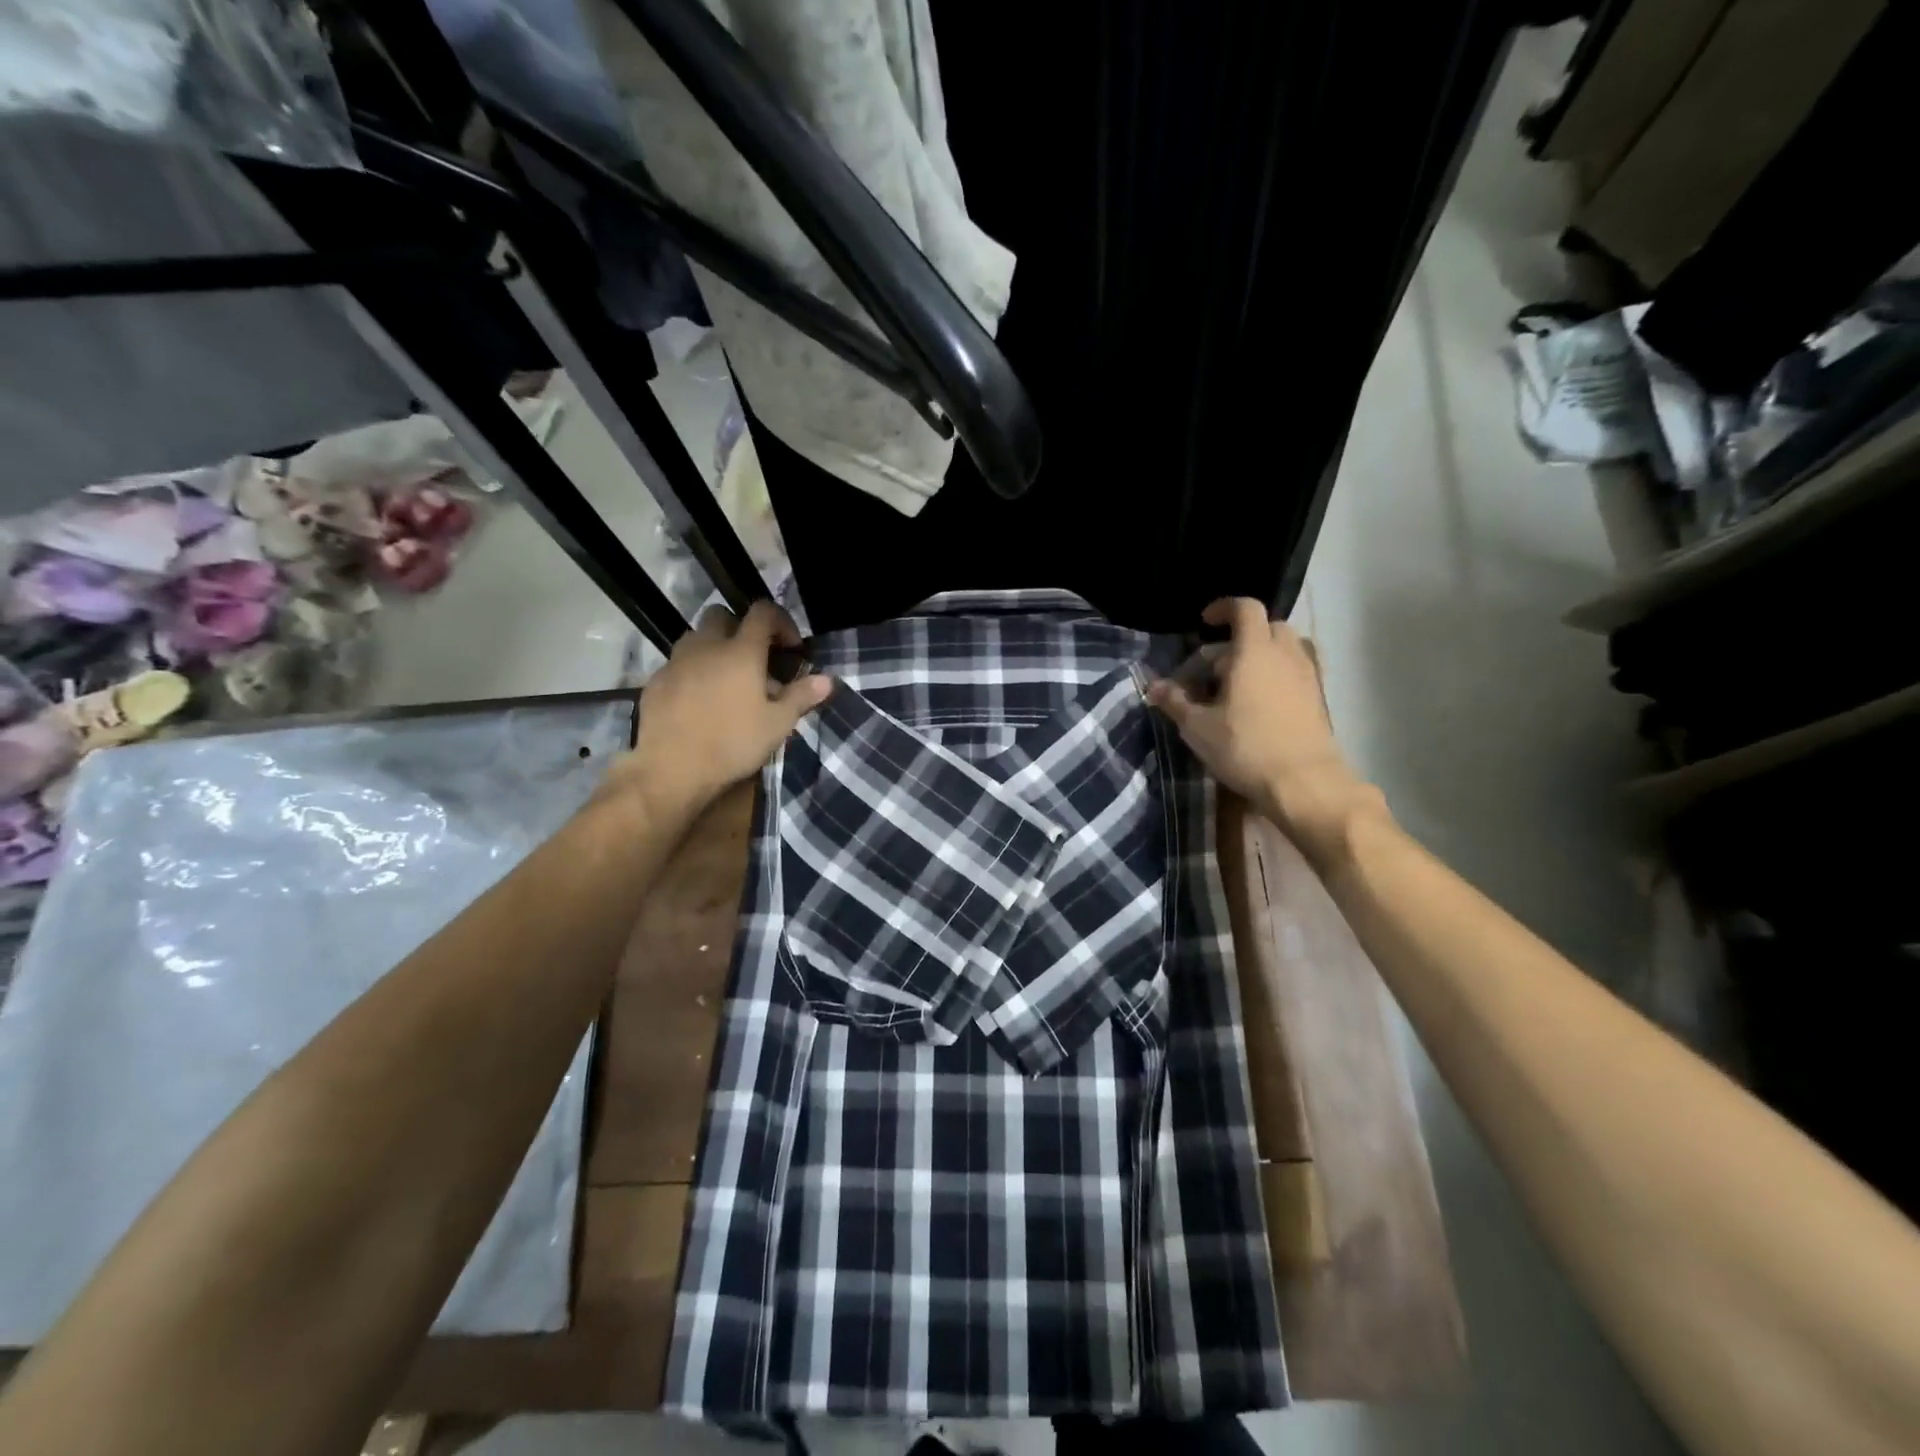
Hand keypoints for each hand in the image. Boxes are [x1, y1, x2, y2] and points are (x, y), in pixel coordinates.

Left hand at [622, 600, 831, 819]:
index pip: (762, 613)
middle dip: (741, 629)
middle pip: (722, 615)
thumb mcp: (777, 724)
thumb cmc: (733, 743)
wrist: (671, 768)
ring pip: (696, 638)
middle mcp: (706, 646)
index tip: (791, 648)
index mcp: (741, 651)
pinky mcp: (655, 681)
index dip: (781, 621)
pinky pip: (678, 664)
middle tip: (755, 660)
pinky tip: (700, 701)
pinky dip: (693, 672)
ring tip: (727, 680)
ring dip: (714, 649)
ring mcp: (676, 661)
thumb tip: (827, 680)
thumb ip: (801, 697)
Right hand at [1146, 598, 1386, 870]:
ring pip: (1285, 648)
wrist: (1304, 782)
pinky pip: (1296, 670)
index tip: (1205, 623)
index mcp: (1254, 651)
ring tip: (1238, 684)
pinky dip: (1277, 675)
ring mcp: (1307, 675)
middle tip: (1217, 664)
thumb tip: (1153, 687)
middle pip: (1267, 626)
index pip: (1245, 608)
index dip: (1224, 608)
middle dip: (1241, 636)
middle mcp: (1285, 654)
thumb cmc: (1245, 747)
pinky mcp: (1318, 698)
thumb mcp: (1198, 727)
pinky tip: (1260, 703)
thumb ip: (1175, 702)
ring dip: (1261, 655)